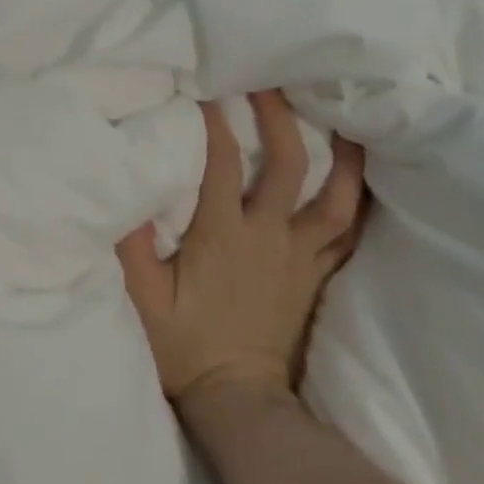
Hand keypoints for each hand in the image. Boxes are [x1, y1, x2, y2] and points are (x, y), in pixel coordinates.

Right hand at [118, 91, 365, 407]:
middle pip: (288, 164)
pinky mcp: (315, 275)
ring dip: (341, 154)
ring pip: (337, 197)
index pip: (223, 163)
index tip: (208, 88)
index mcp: (224, 235)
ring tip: (342, 115)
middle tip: (272, 80)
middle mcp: (269, 237)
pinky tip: (359, 176)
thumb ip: (133, 246)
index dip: (216, 122)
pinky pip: (347, 232)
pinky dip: (356, 200)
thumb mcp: (144, 299)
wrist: (240, 402)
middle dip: (280, 116)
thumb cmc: (185, 347)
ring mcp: (300, 256)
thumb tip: (124, 190)